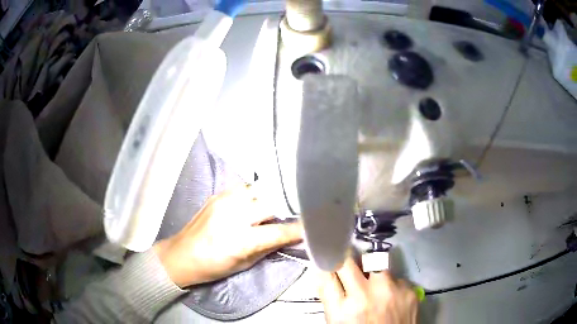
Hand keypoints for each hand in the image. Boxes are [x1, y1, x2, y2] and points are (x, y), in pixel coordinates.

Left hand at [153, 185, 302, 287]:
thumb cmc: (214, 266)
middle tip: (297, 211)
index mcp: (240, 240)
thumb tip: (289, 236)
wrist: (182, 255)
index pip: (278, 231)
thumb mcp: (245, 263)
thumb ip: (269, 247)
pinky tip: (257, 200)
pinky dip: (255, 193)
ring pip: (258, 189)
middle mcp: (233, 215)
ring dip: (271, 197)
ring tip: (278, 204)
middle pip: (271, 203)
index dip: (299, 229)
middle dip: (287, 207)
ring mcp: (223, 201)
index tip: (313, 225)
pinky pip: (244, 187)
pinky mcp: (217, 195)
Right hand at [318, 257, 417, 323]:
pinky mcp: (410, 290)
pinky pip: (396, 278)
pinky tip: (393, 300)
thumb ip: (329, 296)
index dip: (327, 264)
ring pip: (376, 265)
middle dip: (346, 263)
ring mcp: (391, 290)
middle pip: (348, 261)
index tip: (329, 260)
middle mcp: (366, 295)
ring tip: (376, 291)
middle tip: (350, 269)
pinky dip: (392, 286)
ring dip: (372, 274)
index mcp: (343, 309)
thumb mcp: (337, 321)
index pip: (327, 273)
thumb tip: (322, 271)